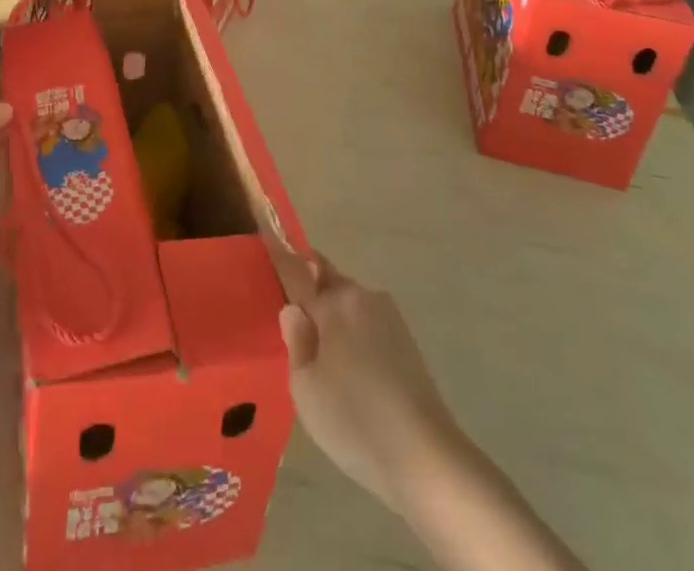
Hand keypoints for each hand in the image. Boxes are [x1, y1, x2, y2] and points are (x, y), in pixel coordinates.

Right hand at [278, 254, 464, 515]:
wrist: (427, 459)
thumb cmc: (354, 419)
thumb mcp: (305, 388)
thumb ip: (295, 340)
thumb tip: (294, 310)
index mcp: (334, 301)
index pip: (297, 269)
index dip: (281, 254)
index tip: (267, 235)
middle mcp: (362, 296)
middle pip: (326, 281)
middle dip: (310, 293)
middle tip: (295, 329)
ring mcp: (389, 317)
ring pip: (348, 304)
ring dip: (334, 318)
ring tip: (325, 362)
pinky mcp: (407, 341)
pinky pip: (367, 325)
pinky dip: (354, 337)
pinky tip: (353, 375)